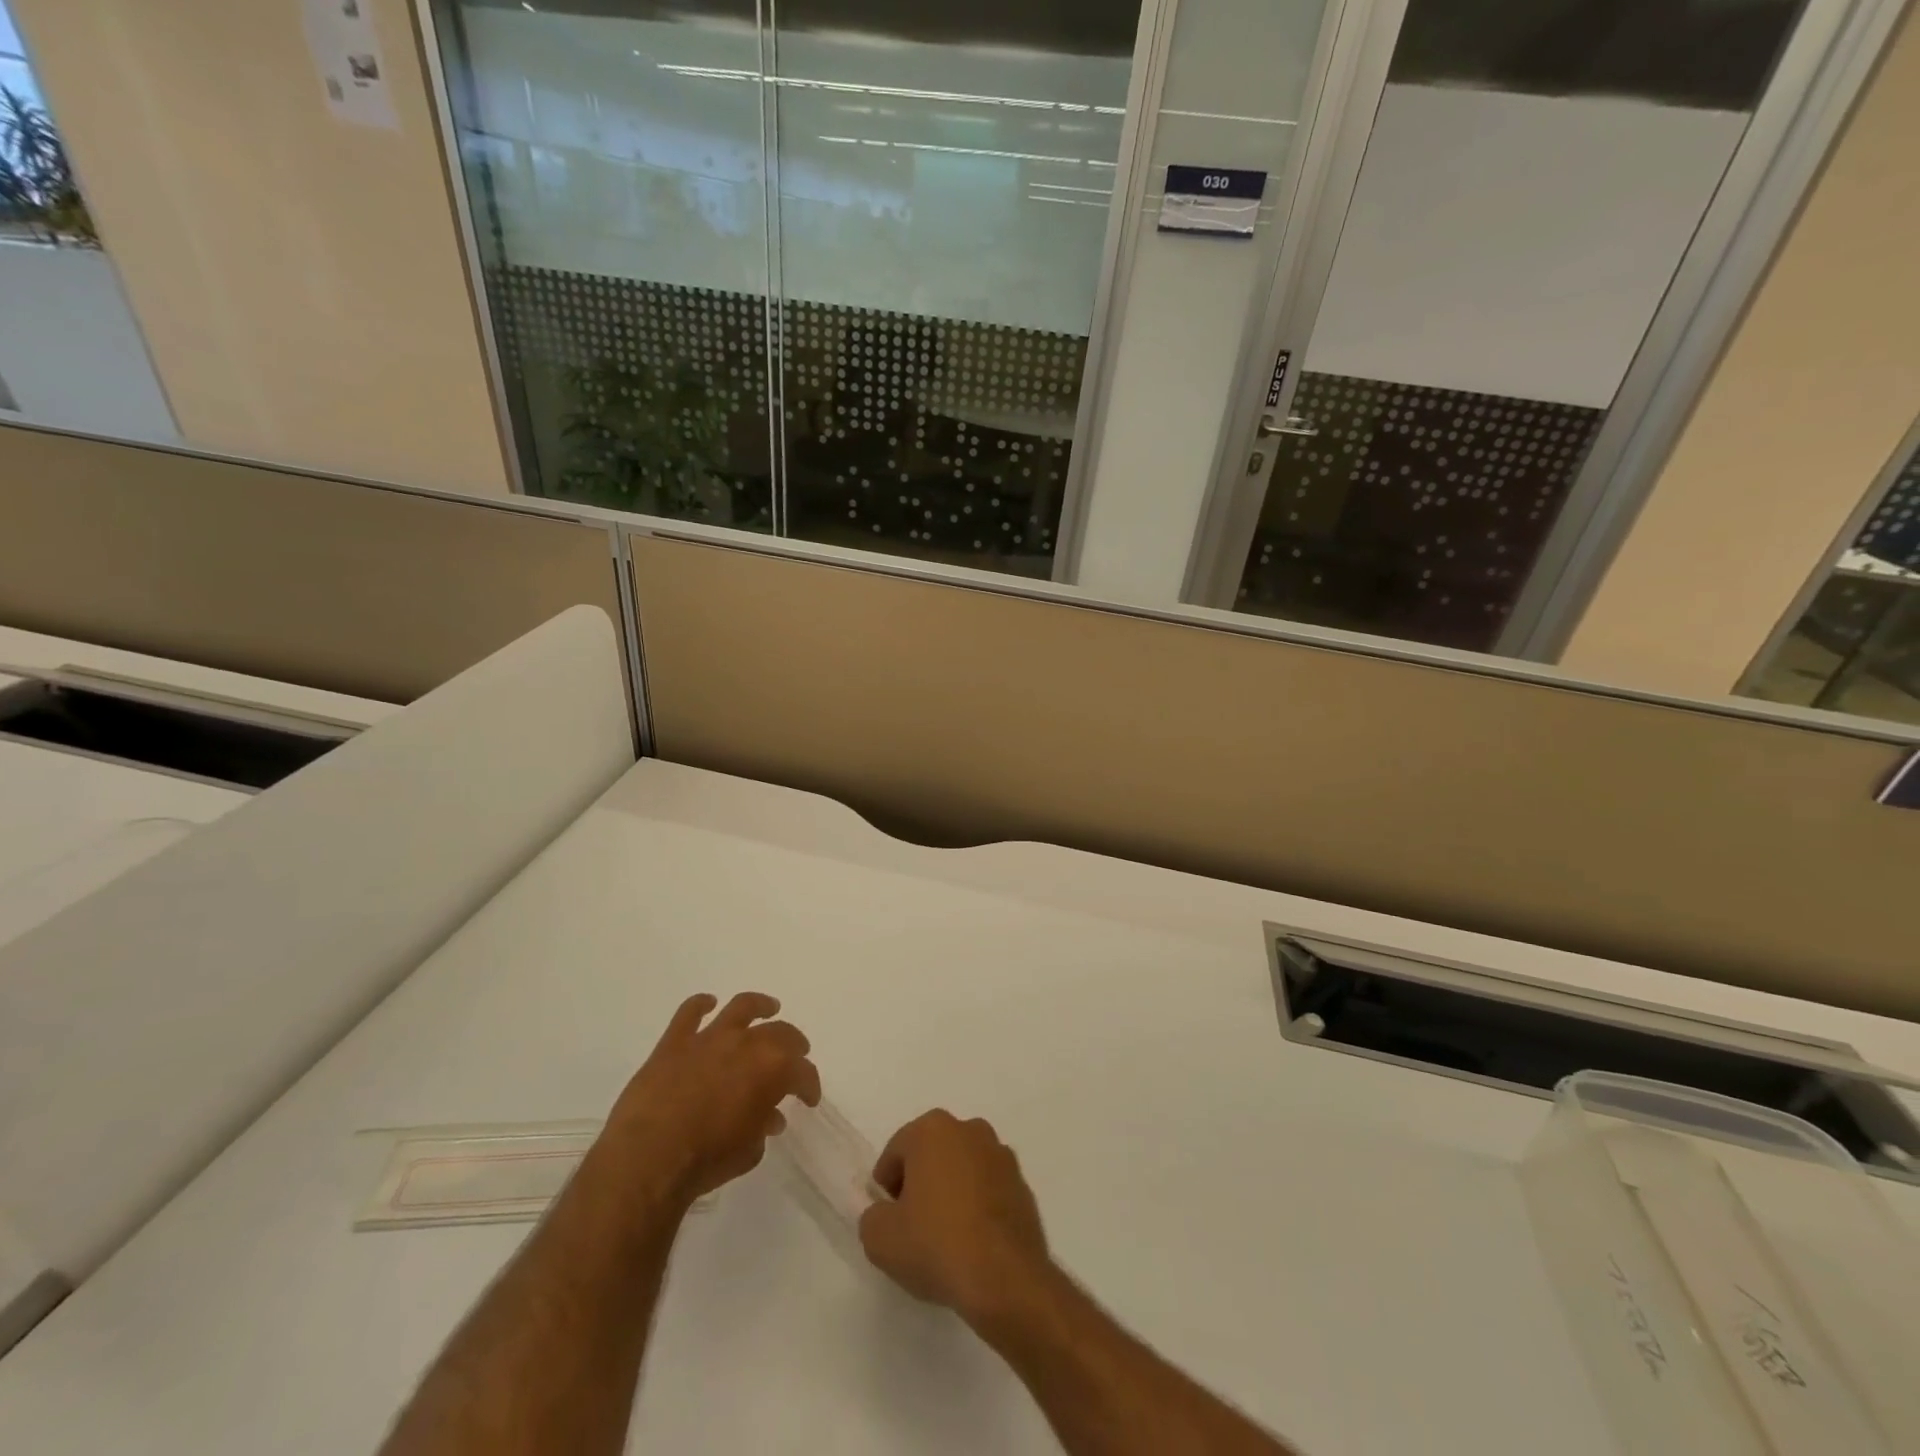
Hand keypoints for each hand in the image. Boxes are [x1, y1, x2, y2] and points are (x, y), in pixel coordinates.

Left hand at [597, 992, 821, 1208]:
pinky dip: (700, 1004)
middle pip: (780, 1033)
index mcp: (773, 1069)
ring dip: (759, 1005)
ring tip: (769, 1008)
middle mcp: (747, 1043)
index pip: (803, 1072)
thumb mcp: (749, 1151)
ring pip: (741, 1007)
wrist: (648, 1159)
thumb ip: (763, 1126)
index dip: (809, 1085)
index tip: (808, 1098)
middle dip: (793, 1044)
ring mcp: (710, 1038)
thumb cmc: (706, 1160)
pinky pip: (690, 1012)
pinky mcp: (675, 1041)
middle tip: (796, 1055)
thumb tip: (769, 1116)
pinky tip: (708, 1003)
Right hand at [858, 1110, 1051, 1326]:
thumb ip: (873, 1216)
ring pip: (962, 1169)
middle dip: (920, 1183)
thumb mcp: (879, 1238)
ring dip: (951, 1192)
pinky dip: (977, 1206)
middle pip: (931, 1154)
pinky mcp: (1022, 1183)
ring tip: (945, 1238)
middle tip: (912, 1227)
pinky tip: (973, 1243)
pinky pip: (988, 1189)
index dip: (887, 1187)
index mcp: (933, 1129)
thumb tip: (886, 1213)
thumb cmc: (936, 1245)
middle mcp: (969, 1129)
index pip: (896, 1152)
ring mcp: (1000, 1155)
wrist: (1005, 1277)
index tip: (888, 1219)